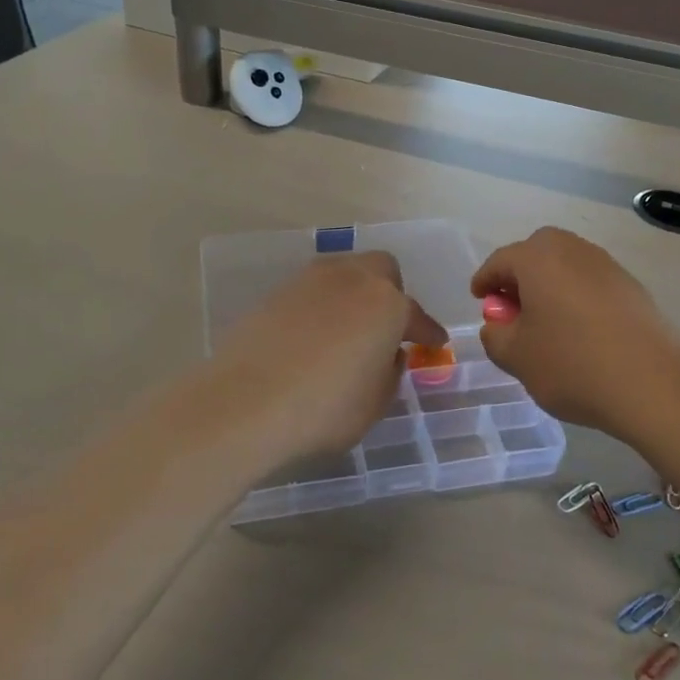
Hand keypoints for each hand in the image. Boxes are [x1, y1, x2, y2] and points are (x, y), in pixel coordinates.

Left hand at [210, 252, 446, 460]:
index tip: (435, 344)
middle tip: (387, 327)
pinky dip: (321, 307)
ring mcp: (309, 281)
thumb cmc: (325, 408)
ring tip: (349, 329)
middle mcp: (351, 279)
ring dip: (354, 295)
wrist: (245, 403)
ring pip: (344, 274)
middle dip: (391, 293)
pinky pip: (312, 292)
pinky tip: (313, 336)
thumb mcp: (375, 403)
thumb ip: (390, 372)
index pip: (416, 316)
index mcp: (387, 303)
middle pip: (381, 270)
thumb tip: (388, 354)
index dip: (427, 333)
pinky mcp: (275, 293)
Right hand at [471, 227, 679, 443]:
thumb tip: (498, 325)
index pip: (500, 261)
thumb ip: (495, 335)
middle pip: (537, 252)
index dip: (485, 280)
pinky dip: (577, 297)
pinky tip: (579, 330)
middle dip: (520, 274)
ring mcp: (608, 266)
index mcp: (538, 259)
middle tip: (512, 306)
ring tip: (545, 320)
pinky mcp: (633, 288)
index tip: (480, 299)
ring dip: (550, 284)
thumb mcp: (516, 357)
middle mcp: (574, 251)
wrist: (653, 385)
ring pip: (567, 265)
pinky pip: (592, 282)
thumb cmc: (572, 365)